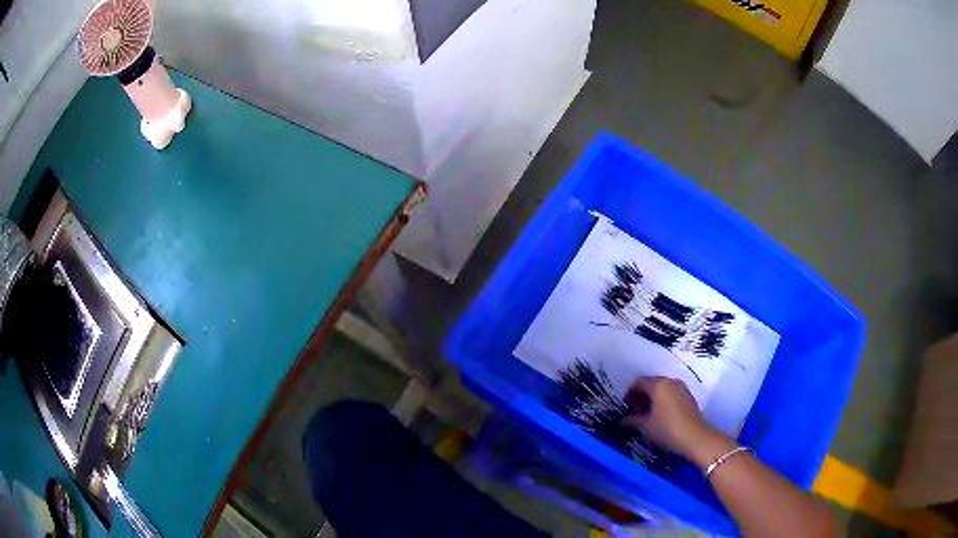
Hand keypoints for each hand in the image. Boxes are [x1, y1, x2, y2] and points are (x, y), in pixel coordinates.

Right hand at [621, 377, 718, 458]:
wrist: (695, 437)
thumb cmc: (667, 429)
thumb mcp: (646, 426)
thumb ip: (632, 421)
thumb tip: (621, 421)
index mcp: (658, 385)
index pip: (639, 383)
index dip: (630, 394)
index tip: (626, 406)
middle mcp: (670, 382)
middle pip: (651, 383)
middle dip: (641, 396)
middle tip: (635, 411)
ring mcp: (681, 388)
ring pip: (662, 388)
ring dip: (652, 398)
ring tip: (648, 415)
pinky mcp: (688, 396)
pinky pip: (671, 393)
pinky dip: (663, 400)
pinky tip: (661, 415)